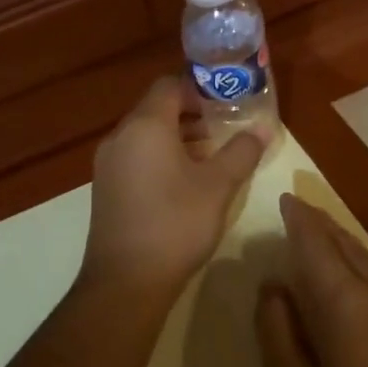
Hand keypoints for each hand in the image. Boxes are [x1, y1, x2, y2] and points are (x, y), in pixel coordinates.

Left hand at [77, 76, 268, 303]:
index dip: (198, 88)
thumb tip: (262, 129)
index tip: (226, 103)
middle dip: (191, 114)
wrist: (125, 281)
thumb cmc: (175, 224)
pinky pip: (135, 157)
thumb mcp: (218, 186)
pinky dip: (159, 157)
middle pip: (155, 109)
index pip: (169, 85)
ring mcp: (107, 164)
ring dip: (177, 137)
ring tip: (210, 156)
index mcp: (144, 126)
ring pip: (145, 135)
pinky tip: (184, 182)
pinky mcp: (105, 188)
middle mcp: (120, 136)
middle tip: (224, 128)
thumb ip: (241, 152)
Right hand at [255, 194, 367, 366]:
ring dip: (345, 245)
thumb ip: (277, 333)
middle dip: (323, 225)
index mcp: (343, 303)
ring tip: (327, 237)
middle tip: (302, 211)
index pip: (315, 245)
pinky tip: (358, 284)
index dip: (300, 220)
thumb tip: (273, 287)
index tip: (286, 200)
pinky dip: (362, 268)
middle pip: (347, 246)